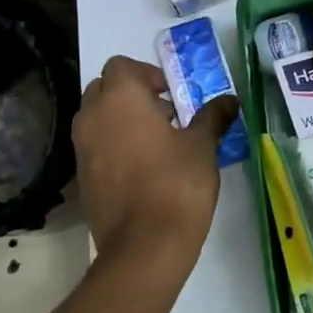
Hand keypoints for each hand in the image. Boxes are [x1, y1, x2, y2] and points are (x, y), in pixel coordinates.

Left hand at [75, 55, 239, 266]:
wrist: (144, 246)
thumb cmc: (176, 184)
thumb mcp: (202, 146)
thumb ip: (212, 117)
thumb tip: (230, 100)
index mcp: (120, 99)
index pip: (121, 66)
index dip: (147, 74)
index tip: (171, 95)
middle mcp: (92, 117)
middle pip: (104, 89)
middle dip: (131, 95)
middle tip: (164, 114)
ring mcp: (82, 149)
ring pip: (96, 118)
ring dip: (120, 121)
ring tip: (156, 142)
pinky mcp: (82, 178)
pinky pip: (94, 147)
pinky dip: (112, 147)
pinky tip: (143, 169)